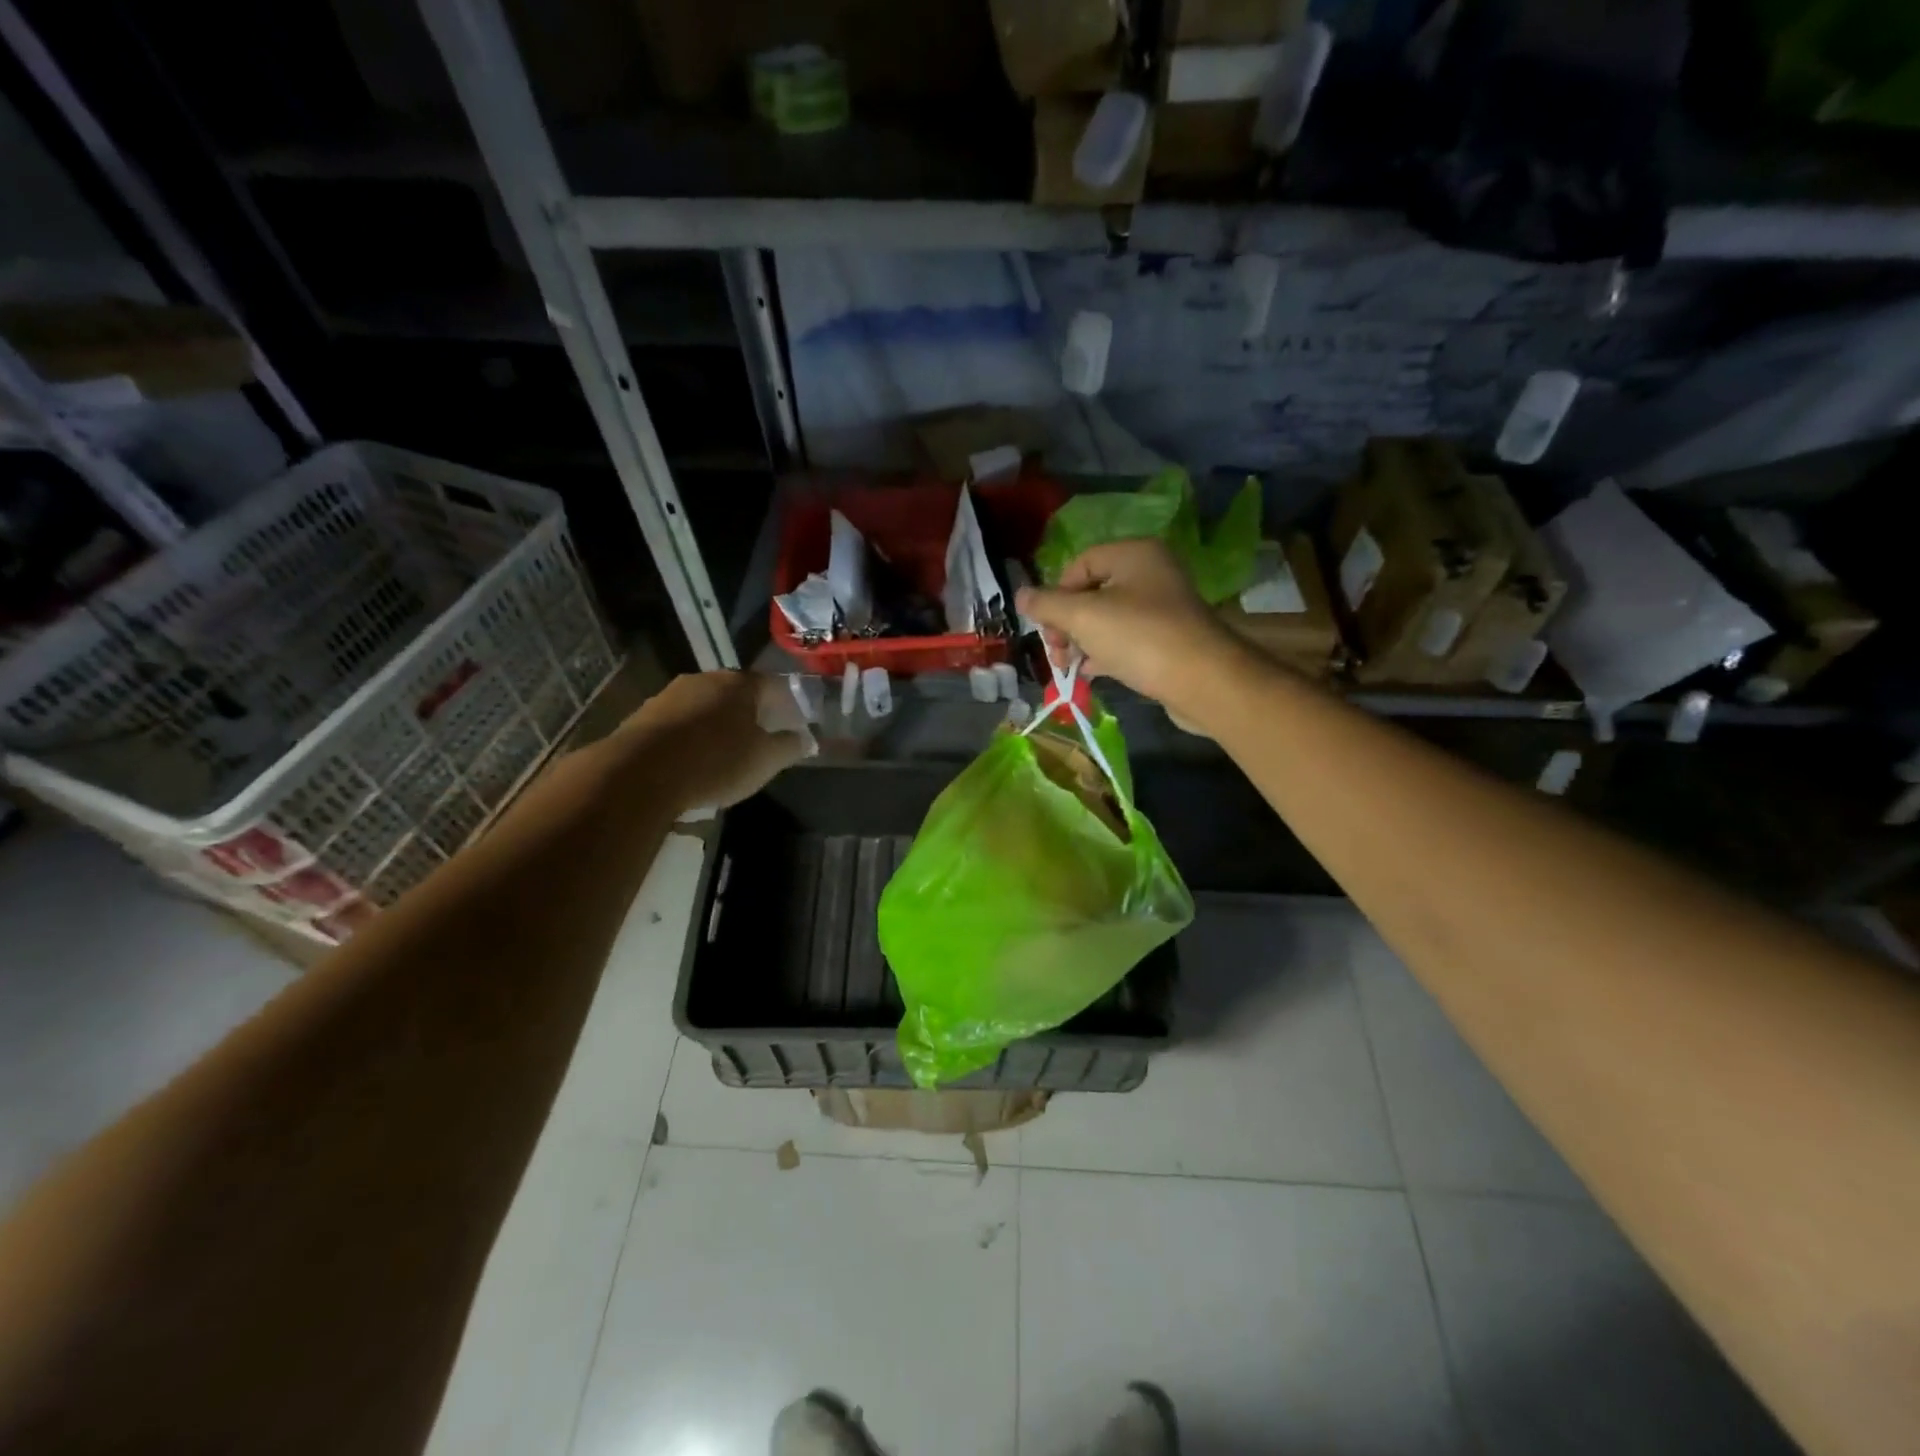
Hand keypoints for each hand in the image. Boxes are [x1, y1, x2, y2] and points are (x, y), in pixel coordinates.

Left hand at [616, 671, 810, 813]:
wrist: (639, 774)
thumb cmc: (715, 761)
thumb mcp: (765, 761)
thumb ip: (790, 747)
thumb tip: (808, 739)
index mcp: (740, 683)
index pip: (773, 684)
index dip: (787, 702)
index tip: (794, 721)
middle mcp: (705, 679)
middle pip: (736, 692)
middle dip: (751, 712)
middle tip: (761, 736)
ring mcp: (670, 694)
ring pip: (704, 705)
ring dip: (717, 723)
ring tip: (725, 751)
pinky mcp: (643, 716)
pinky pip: (678, 722)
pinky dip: (690, 736)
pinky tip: (691, 759)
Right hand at [1016, 539, 1245, 708]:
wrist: (1203, 681)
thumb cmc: (1139, 638)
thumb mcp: (1083, 617)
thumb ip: (1047, 605)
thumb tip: (1020, 595)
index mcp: (1135, 554)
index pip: (1080, 563)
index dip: (1057, 594)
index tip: (1048, 626)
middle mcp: (1152, 573)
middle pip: (1092, 591)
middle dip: (1067, 622)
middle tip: (1056, 651)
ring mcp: (1163, 607)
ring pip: (1108, 618)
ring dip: (1082, 641)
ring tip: (1068, 666)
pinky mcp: (1169, 639)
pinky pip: (1127, 639)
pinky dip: (1105, 652)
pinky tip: (1090, 672)